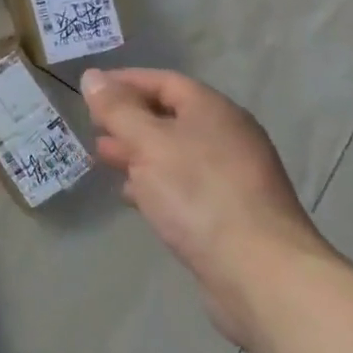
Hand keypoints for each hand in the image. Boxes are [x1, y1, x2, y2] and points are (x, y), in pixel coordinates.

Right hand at [82, 67, 335, 352]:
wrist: (262, 276)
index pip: (163, 81)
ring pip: (174, 152)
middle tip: (92, 128)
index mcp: (212, 110)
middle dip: (128, 120)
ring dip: (137, 152)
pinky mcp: (230, 214)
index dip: (124, 81)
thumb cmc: (199, 194)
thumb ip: (117, 109)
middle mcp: (227, 137)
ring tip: (102, 160)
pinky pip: (184, 184)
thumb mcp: (147, 142)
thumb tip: (92, 76)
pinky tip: (132, 196)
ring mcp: (232, 177)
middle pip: (169, 116)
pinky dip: (155, 183)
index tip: (90, 91)